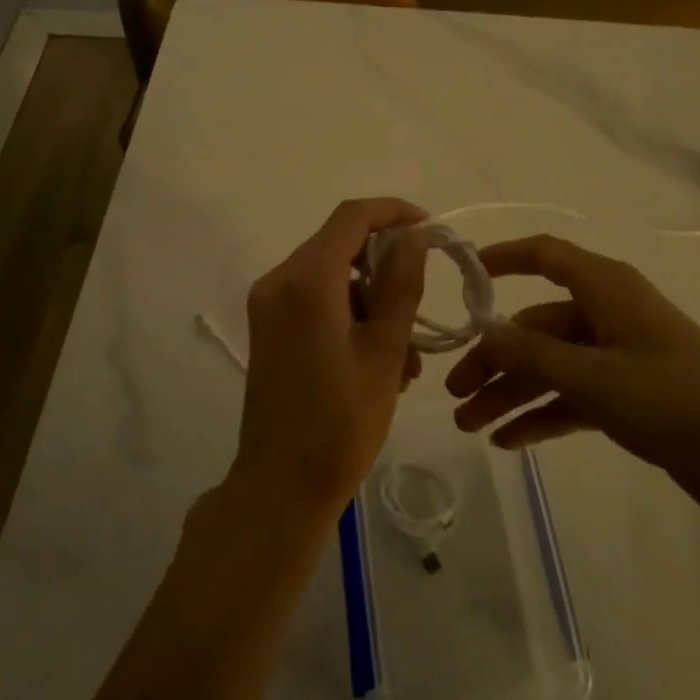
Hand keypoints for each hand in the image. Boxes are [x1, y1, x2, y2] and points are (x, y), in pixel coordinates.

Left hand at [230, 199, 429, 522]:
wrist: (281, 485)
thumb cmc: (341, 422)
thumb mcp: (384, 351)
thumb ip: (401, 284)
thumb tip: (413, 235)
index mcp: (307, 280)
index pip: (352, 217)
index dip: (394, 213)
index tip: (430, 230)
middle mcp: (279, 281)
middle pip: (341, 247)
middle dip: (386, 271)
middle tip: (420, 311)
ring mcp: (269, 305)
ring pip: (332, 278)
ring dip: (373, 303)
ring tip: (406, 357)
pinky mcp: (268, 327)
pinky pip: (316, 302)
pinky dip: (349, 317)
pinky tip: (378, 362)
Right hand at [445, 235, 699, 523]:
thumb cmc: (676, 403)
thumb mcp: (595, 379)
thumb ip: (532, 355)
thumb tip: (484, 333)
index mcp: (606, 289)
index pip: (544, 255)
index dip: (502, 258)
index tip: (462, 278)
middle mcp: (609, 314)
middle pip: (536, 326)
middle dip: (494, 359)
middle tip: (454, 395)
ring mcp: (620, 356)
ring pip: (550, 366)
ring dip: (510, 393)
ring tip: (469, 426)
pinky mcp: (629, 395)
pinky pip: (572, 396)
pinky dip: (541, 414)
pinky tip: (508, 440)